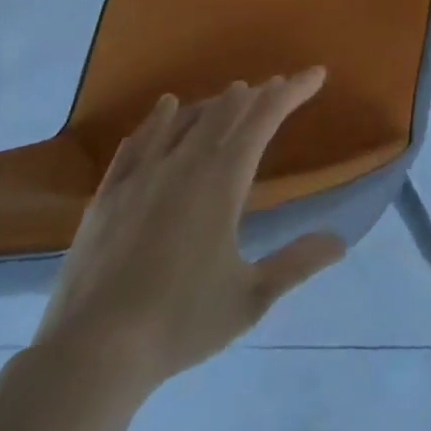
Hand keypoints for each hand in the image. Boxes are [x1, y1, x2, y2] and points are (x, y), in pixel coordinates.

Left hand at [30, 70, 346, 393]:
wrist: (90, 357)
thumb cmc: (179, 322)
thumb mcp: (250, 299)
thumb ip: (296, 264)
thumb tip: (340, 241)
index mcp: (223, 179)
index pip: (265, 117)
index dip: (292, 91)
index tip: (315, 74)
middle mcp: (185, 164)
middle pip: (226, 111)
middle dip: (256, 94)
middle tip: (276, 86)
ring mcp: (141, 176)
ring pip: (183, 120)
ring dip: (212, 103)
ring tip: (230, 94)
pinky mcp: (107, 196)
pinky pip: (136, 144)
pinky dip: (156, 122)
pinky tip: (162, 113)